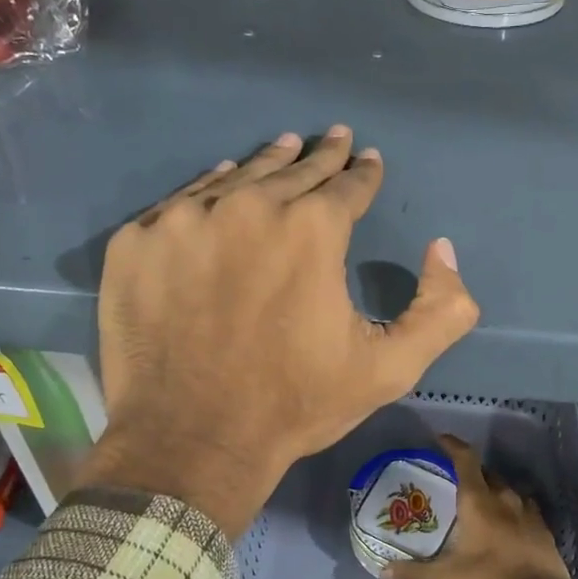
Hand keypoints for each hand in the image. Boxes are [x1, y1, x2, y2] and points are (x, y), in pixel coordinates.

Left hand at [82, 127, 480, 537]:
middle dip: (320, 156)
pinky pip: (181, 202)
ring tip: (283, 146)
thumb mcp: (390, 368)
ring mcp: (183, 221)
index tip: (368, 158)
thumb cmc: (295, 404)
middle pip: (293, 171)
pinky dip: (208, 190)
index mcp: (312, 230)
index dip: (363, 173)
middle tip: (333, 137)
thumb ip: (441, 309)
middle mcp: (248, 207)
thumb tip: (442, 249)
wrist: (191, 441)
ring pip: (236, 178)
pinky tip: (221, 184)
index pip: (347, 185)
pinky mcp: (135, 243)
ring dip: (266, 164)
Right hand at [383, 434, 572, 578]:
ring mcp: (527, 509)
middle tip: (453, 482)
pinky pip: (522, 505)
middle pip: (485, 473)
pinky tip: (504, 520)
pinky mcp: (542, 524)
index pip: (466, 459)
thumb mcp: (449, 578)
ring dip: (490, 490)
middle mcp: (504, 496)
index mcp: (479, 500)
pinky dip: (509, 506)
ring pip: (505, 488)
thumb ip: (416, 573)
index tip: (440, 439)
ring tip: (478, 502)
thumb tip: (383, 571)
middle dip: (469, 472)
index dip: (452, 445)